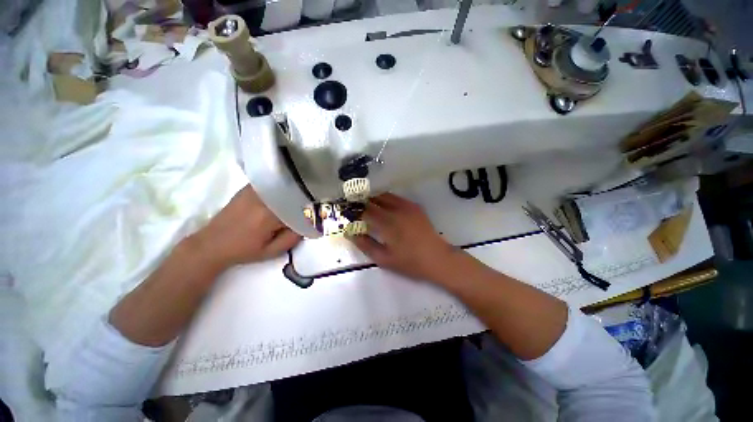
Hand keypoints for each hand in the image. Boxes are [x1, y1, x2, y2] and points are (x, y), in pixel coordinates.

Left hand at [192, 185, 301, 269]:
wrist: (211, 243)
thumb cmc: (243, 250)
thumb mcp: (271, 252)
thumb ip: (292, 239)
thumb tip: (307, 225)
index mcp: (269, 216)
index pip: (299, 210)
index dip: (309, 214)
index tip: (314, 219)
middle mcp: (263, 199)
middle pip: (293, 196)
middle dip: (303, 203)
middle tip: (308, 211)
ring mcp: (255, 191)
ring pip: (284, 188)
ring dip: (293, 195)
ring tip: (298, 203)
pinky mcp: (249, 189)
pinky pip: (273, 185)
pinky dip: (282, 189)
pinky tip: (284, 196)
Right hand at [351, 193, 461, 282]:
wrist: (437, 258)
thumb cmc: (410, 262)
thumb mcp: (384, 259)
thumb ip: (365, 245)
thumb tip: (350, 233)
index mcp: (387, 223)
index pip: (364, 211)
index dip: (353, 210)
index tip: (346, 211)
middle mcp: (396, 210)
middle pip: (374, 199)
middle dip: (362, 200)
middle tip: (354, 204)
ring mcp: (407, 206)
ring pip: (385, 195)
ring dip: (373, 197)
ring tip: (366, 203)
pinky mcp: (414, 206)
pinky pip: (396, 198)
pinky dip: (386, 199)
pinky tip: (383, 205)